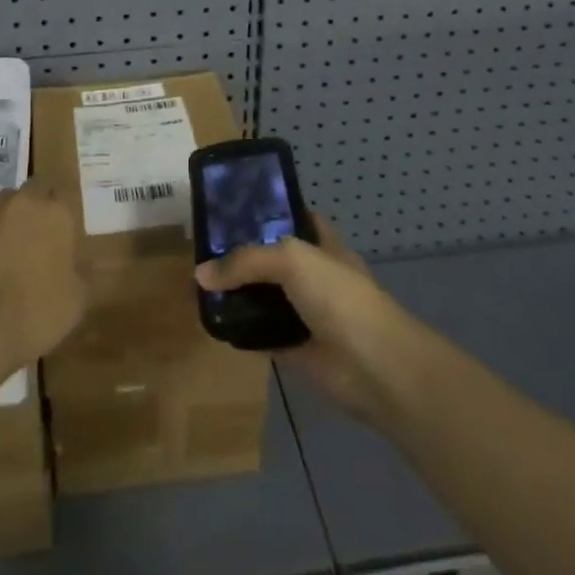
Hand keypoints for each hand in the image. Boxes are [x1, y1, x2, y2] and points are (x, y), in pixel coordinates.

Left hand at [0, 180, 88, 374]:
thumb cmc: (37, 312)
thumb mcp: (77, 300)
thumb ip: (82, 272)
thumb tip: (78, 264)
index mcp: (57, 213)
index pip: (63, 190)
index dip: (62, 208)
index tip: (63, 229)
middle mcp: (25, 202)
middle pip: (33, 189)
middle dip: (36, 205)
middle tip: (37, 236)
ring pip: (4, 201)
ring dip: (9, 216)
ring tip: (8, 246)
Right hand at [194, 212, 412, 421]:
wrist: (374, 366)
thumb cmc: (339, 297)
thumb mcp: (291, 260)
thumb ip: (246, 261)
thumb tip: (201, 273)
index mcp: (322, 243)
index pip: (292, 217)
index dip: (266, 211)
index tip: (230, 208)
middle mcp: (314, 274)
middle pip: (272, 257)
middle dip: (243, 254)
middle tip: (204, 248)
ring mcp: (306, 311)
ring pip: (265, 296)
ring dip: (240, 293)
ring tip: (201, 283)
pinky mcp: (297, 347)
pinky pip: (262, 333)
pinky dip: (242, 330)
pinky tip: (214, 322)